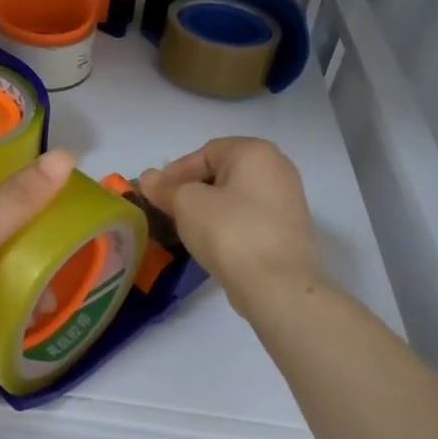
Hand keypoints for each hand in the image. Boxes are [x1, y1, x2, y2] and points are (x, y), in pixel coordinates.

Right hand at [139, 138, 321, 307]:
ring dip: (209, 208)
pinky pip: (249, 218)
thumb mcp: (187, 204)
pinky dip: (228, 224)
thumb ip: (165, 188)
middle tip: (169, 210)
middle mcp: (277, 168)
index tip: (156, 195)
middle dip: (192, 190)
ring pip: (236, 197)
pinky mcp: (288, 230)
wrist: (277, 286)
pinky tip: (214, 243)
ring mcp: (287, 200)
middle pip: (222, 173)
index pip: (205, 153)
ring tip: (187, 229)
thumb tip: (148, 178)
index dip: (175, 172)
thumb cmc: (229, 232)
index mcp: (255, 152)